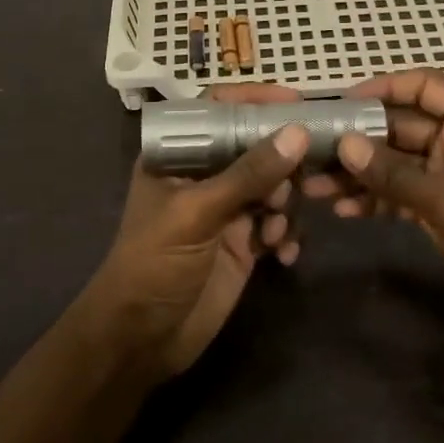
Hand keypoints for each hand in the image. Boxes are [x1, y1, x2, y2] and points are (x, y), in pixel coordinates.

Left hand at [87, 85, 309, 376]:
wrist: (142, 341)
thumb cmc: (153, 263)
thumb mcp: (196, 213)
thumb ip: (248, 174)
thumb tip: (298, 133)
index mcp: (179, 156)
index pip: (218, 110)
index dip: (254, 101)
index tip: (297, 102)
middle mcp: (205, 176)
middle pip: (255, 147)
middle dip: (281, 162)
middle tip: (301, 179)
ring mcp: (227, 211)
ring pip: (273, 186)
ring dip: (284, 204)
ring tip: (274, 229)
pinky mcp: (244, 244)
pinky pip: (278, 224)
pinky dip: (286, 234)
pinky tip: (283, 254)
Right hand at [303, 69, 443, 345]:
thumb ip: (394, 173)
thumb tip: (344, 144)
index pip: (425, 86)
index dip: (383, 87)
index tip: (340, 102)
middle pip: (405, 126)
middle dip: (361, 139)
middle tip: (313, 149)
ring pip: (400, 163)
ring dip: (362, 174)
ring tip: (314, 186)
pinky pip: (406, 194)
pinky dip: (379, 200)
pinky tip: (344, 211)